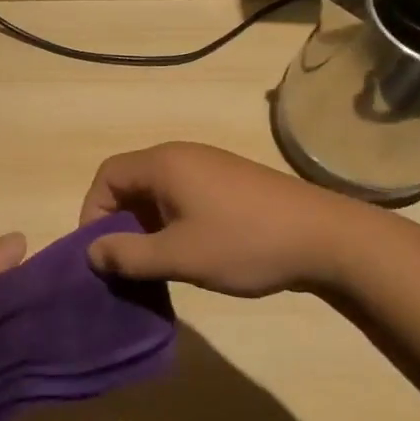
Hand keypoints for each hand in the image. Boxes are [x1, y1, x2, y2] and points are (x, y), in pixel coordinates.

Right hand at [78, 142, 378, 297]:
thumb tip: (92, 253)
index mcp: (164, 163)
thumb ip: (129, 255)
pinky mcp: (230, 183)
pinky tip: (187, 254)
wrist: (327, 239)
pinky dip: (171, 222)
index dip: (93, 212)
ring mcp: (209, 167)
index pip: (107, 176)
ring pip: (158, 192)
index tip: (98, 251)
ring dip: (146, 226)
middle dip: (119, 222)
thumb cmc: (245, 243)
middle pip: (131, 182)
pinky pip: (183, 197)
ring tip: (153, 264)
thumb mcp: (180, 256)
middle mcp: (182, 156)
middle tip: (123, 262)